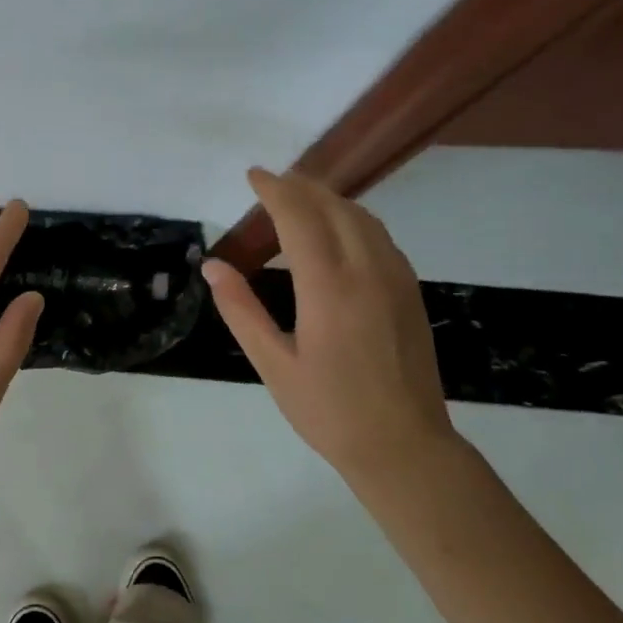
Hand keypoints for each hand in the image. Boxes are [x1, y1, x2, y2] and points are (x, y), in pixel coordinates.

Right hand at [202, 169, 457, 481]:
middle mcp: (367, 270)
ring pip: (362, 217)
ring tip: (298, 198)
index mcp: (329, 288)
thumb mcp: (273, 364)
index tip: (252, 175)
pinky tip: (335, 232)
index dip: (274, 190)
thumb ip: (241, 310)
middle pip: (334, 206)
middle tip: (269, 183)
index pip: (299, 217)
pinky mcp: (410, 290)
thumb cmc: (329, 410)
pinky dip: (351, 219)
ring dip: (328, 199)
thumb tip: (212, 267)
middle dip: (300, 186)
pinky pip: (379, 236)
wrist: (405, 446)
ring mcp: (396, 278)